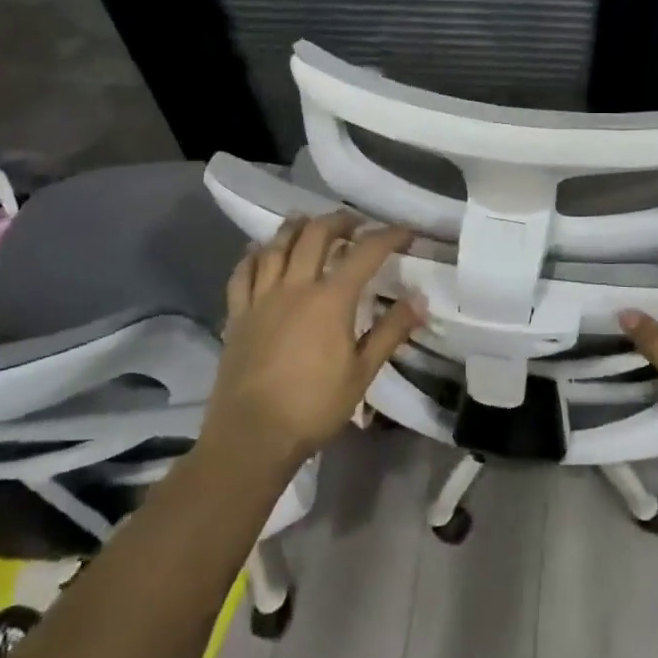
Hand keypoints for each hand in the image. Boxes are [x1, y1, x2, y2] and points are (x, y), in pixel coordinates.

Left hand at [202, 212, 420, 472]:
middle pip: (316, 234)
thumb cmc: (314, 407)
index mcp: (331, 300)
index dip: (389, 236)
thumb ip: (391, 331)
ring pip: (277, 245)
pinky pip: (243, 272)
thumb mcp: (362, 373)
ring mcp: (261, 298)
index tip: (405, 233)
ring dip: (297, 227)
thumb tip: (419, 300)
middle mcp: (295, 287)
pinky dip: (255, 254)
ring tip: (310, 222)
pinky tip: (262, 251)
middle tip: (355, 224)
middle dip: (340, 221)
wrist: (251, 437)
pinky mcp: (237, 314)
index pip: (365, 252)